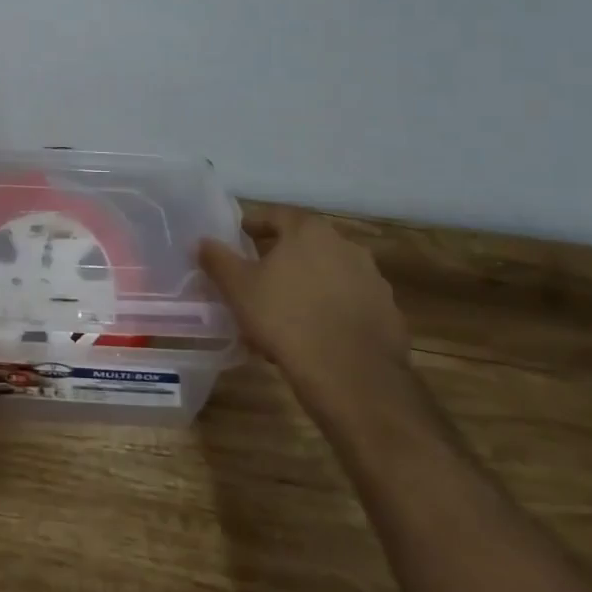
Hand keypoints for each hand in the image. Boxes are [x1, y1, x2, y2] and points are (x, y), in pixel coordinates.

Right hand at [199, 217, 410, 416]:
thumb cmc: (286, 319)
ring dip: (308, 286)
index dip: (255, 224)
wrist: (352, 376)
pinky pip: (349, 304)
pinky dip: (330, 311)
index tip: (240, 237)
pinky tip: (313, 335)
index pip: (277, 215)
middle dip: (282, 258)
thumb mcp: (239, 289)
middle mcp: (346, 246)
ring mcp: (372, 280)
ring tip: (284, 312)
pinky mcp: (388, 313)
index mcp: (309, 231)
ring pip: (329, 275)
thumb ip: (218, 260)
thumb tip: (203, 241)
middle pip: (306, 244)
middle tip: (259, 277)